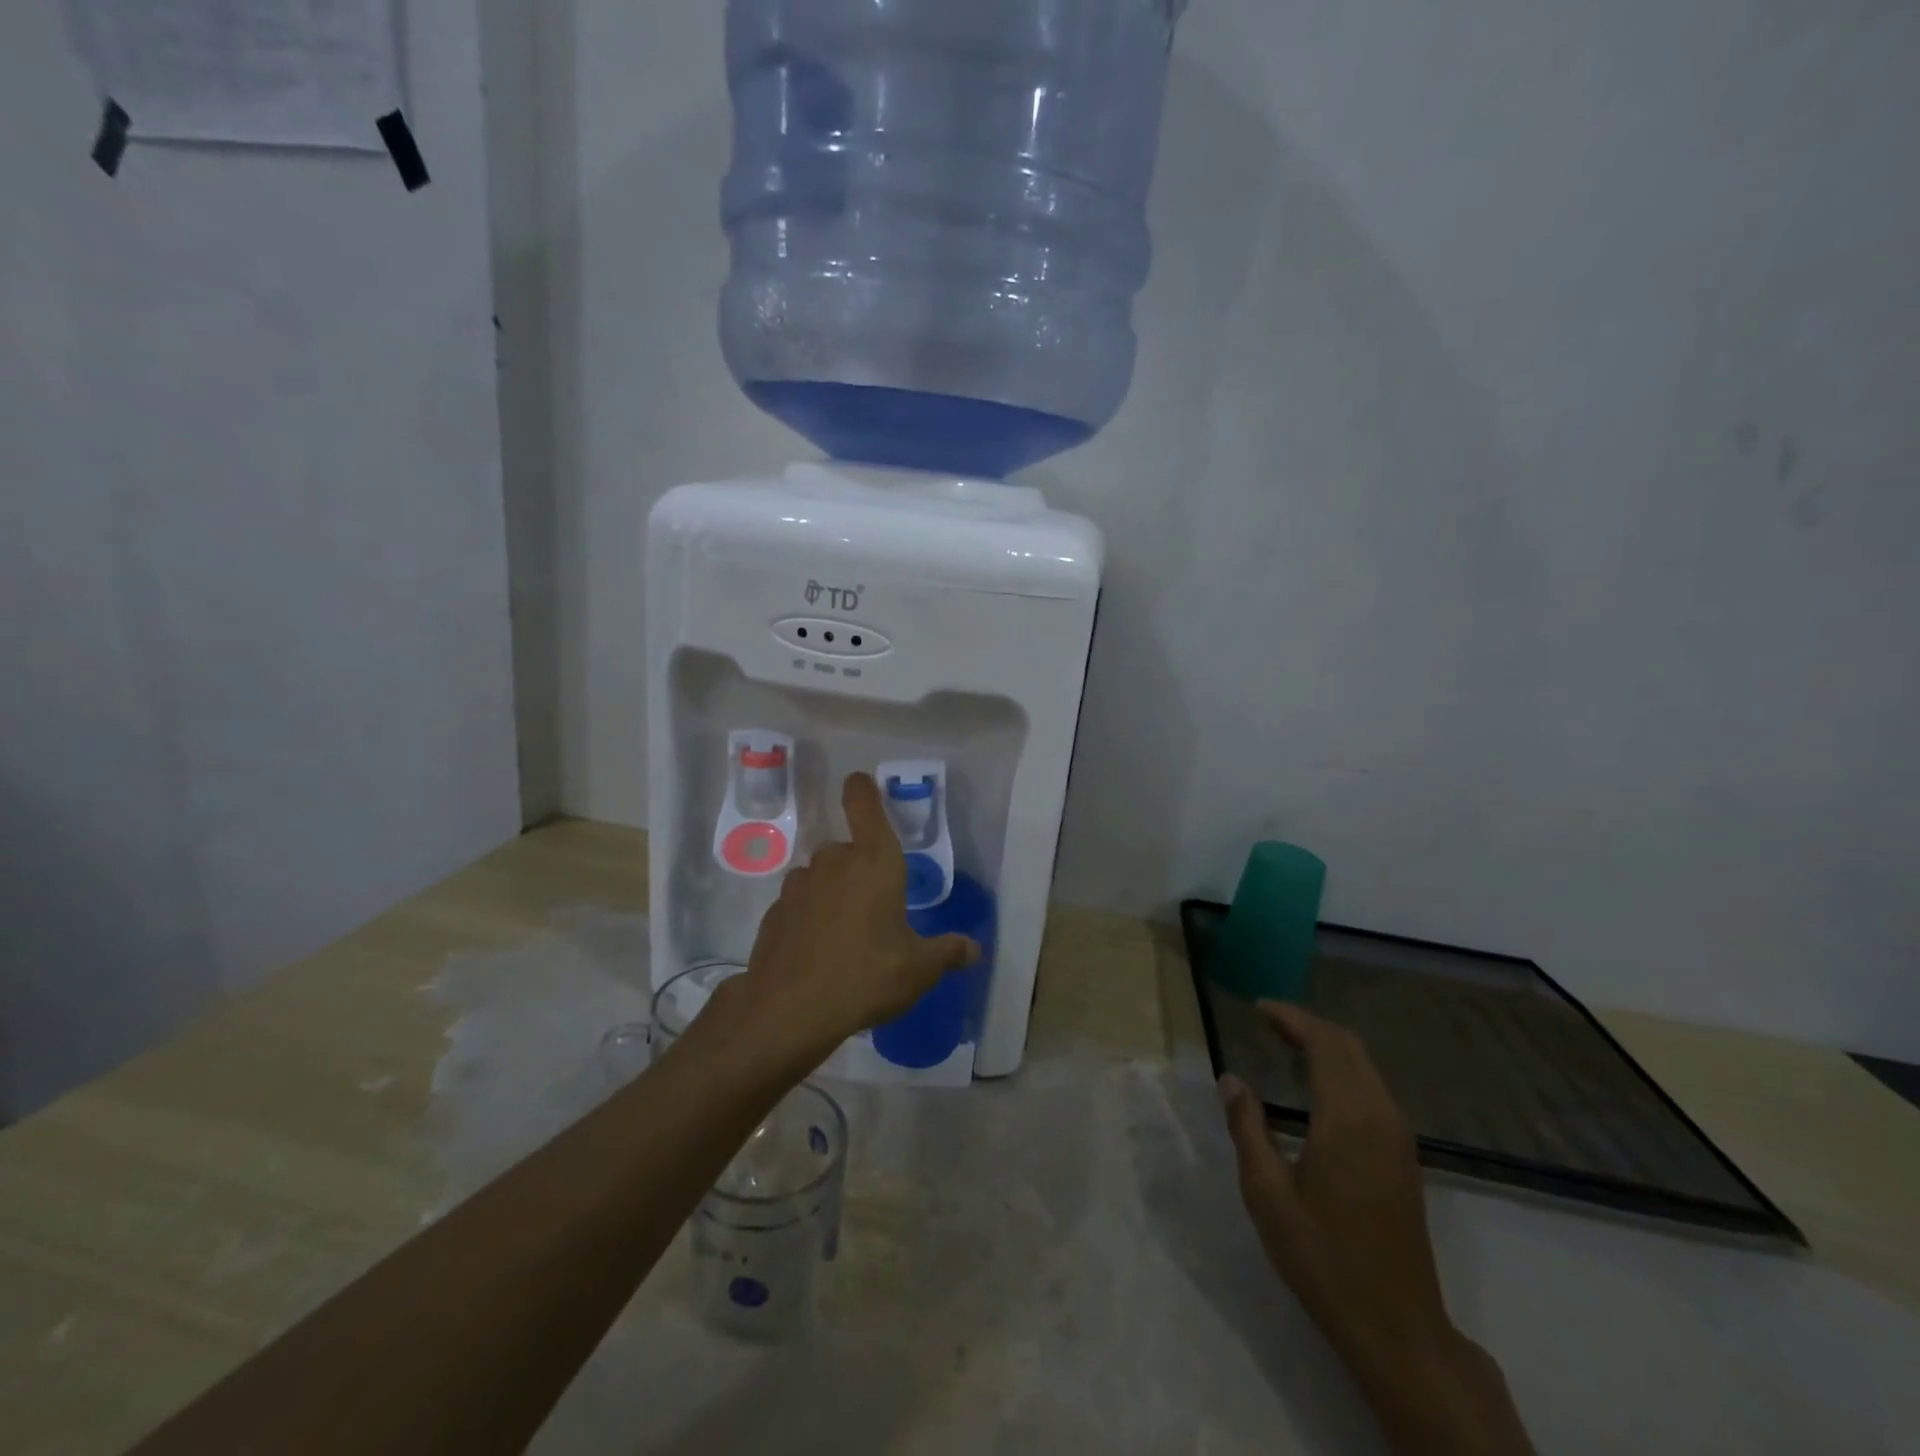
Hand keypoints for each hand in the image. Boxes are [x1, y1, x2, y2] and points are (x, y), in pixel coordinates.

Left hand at [728, 772, 978, 1063]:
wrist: (788, 1010)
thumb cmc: (865, 976)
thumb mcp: (918, 970)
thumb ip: (947, 953)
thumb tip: (974, 949)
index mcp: (874, 862)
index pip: (864, 805)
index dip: (863, 789)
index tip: (861, 782)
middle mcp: (834, 863)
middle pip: (847, 848)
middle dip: (860, 867)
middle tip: (876, 906)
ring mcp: (799, 886)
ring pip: (821, 876)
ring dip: (833, 891)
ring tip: (847, 932)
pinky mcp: (775, 913)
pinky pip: (800, 903)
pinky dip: (810, 916)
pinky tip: (818, 949)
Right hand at [1221, 1003, 1532, 1455]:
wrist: (1397, 1326)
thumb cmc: (1323, 1257)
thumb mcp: (1267, 1194)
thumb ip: (1247, 1128)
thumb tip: (1231, 1079)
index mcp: (1347, 1119)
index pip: (1324, 1043)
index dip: (1292, 1018)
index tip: (1258, 1008)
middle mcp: (1380, 1116)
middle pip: (1349, 1046)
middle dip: (1309, 1024)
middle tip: (1268, 1021)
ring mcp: (1399, 1136)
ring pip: (1366, 1066)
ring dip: (1328, 1045)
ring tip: (1287, 1044)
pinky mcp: (1405, 1156)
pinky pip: (1374, 1088)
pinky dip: (1345, 1068)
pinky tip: (1319, 1083)